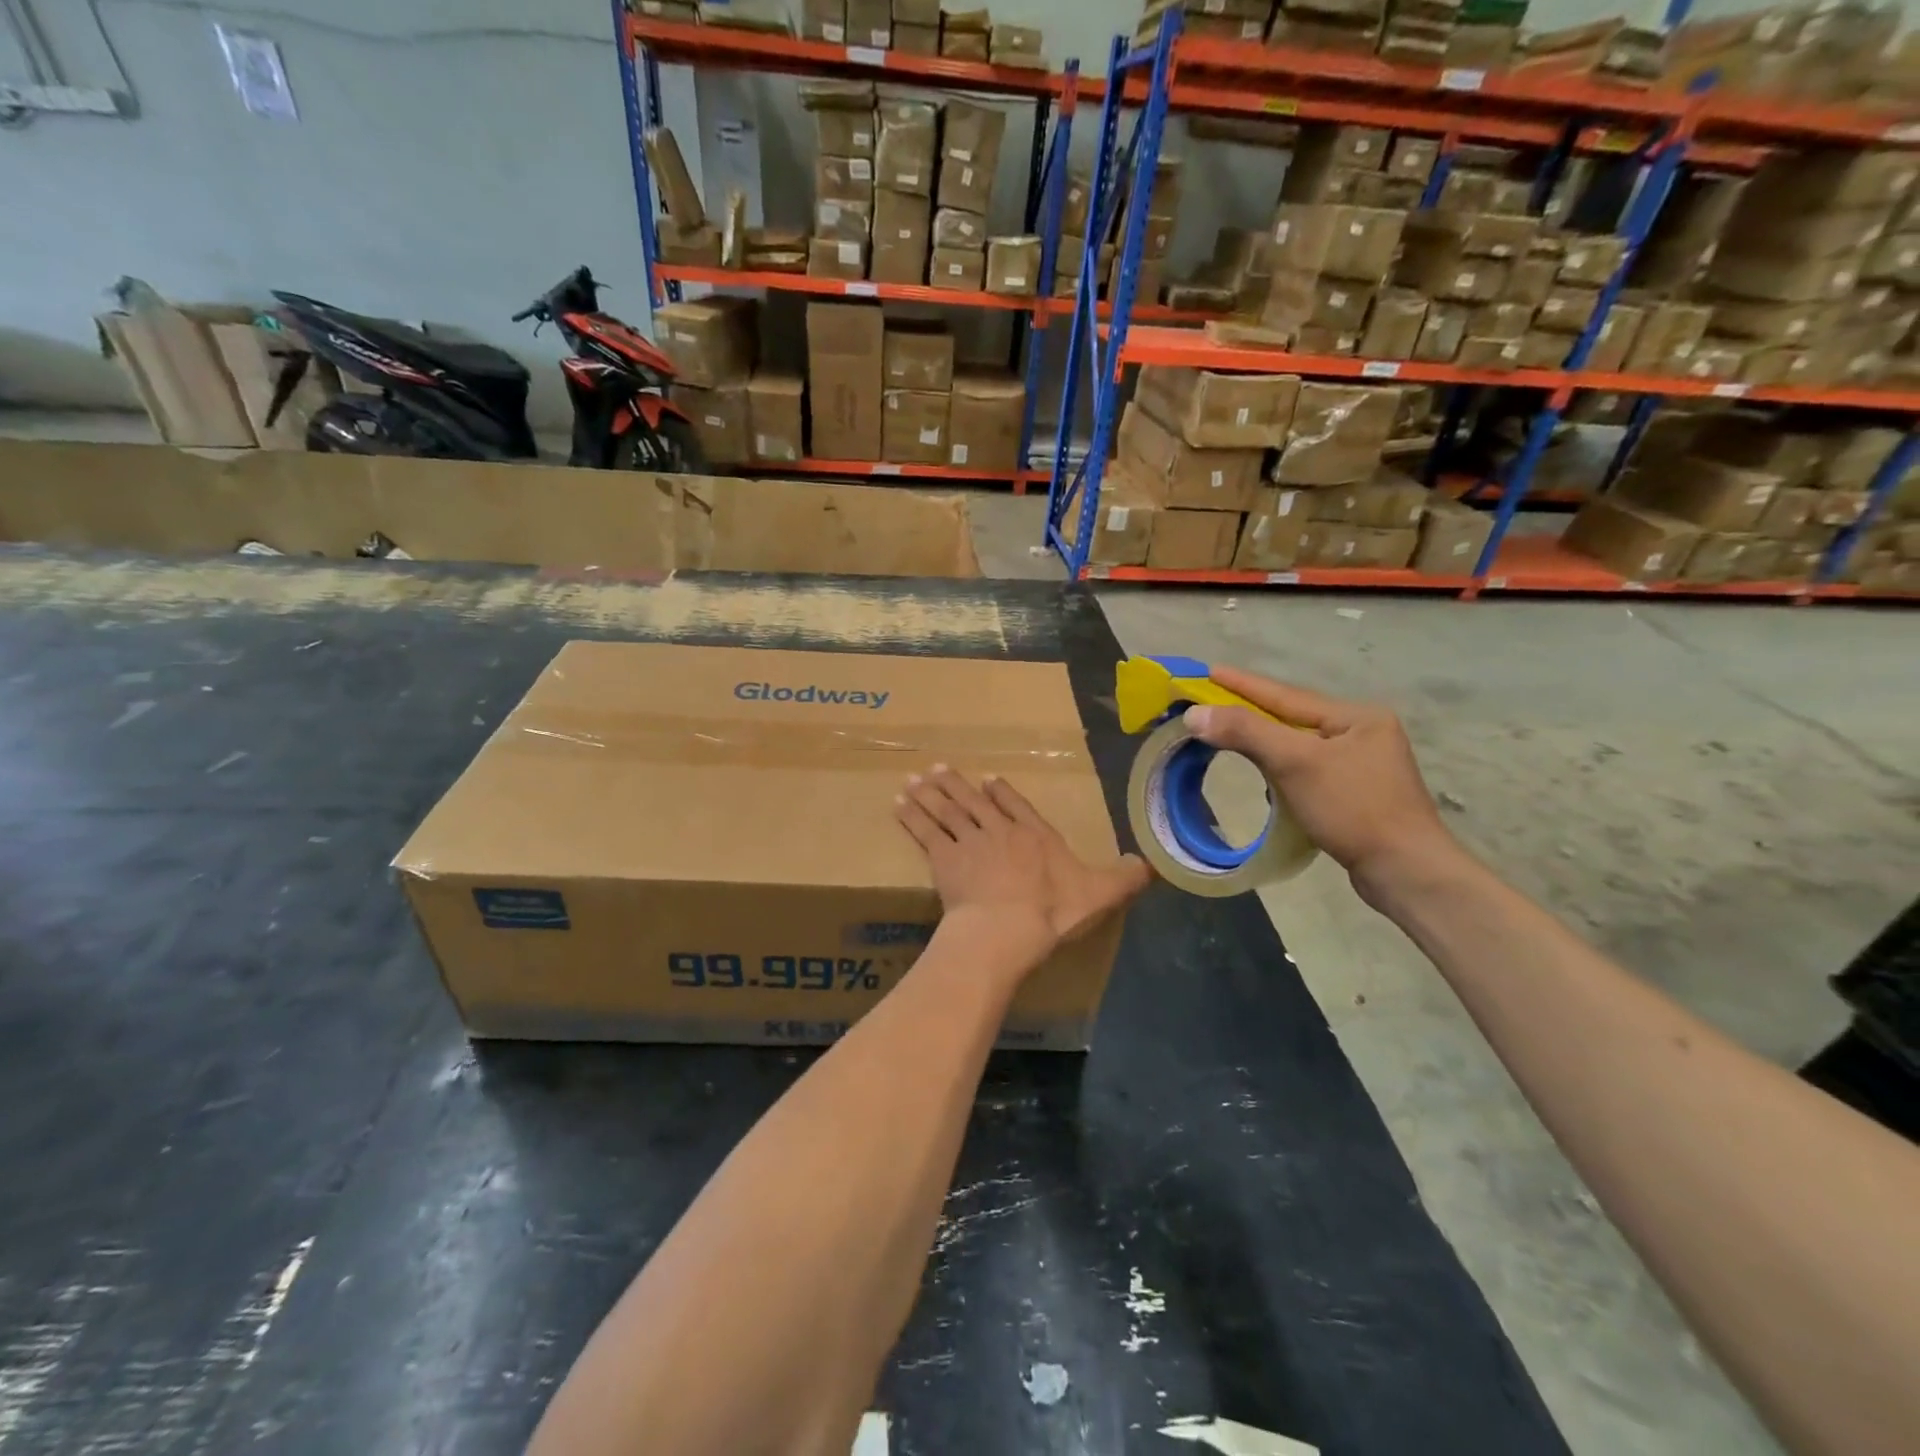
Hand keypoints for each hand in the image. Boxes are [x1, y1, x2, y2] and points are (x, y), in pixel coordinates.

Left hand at [896, 766, 1150, 953]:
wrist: (1006, 927)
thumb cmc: (1052, 911)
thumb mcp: (1100, 894)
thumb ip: (1125, 877)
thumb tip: (1152, 864)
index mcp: (1035, 835)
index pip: (1017, 806)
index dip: (1002, 793)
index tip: (988, 780)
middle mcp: (1000, 830)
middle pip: (974, 802)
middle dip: (957, 785)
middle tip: (938, 769)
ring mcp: (969, 841)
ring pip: (947, 810)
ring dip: (930, 794)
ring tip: (915, 779)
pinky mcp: (943, 858)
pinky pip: (925, 831)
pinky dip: (912, 816)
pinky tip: (899, 804)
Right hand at [1182, 667, 1460, 909]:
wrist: (1406, 871)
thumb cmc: (1353, 808)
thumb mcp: (1296, 763)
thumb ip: (1246, 732)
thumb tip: (1194, 713)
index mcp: (1356, 717)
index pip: (1285, 695)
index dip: (1242, 684)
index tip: (1207, 670)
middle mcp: (1362, 733)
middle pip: (1292, 719)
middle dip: (1251, 713)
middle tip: (1210, 704)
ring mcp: (1362, 766)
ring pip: (1299, 746)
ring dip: (1264, 743)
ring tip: (1230, 738)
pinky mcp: (1356, 795)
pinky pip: (1306, 771)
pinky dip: (1280, 771)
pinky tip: (1266, 781)